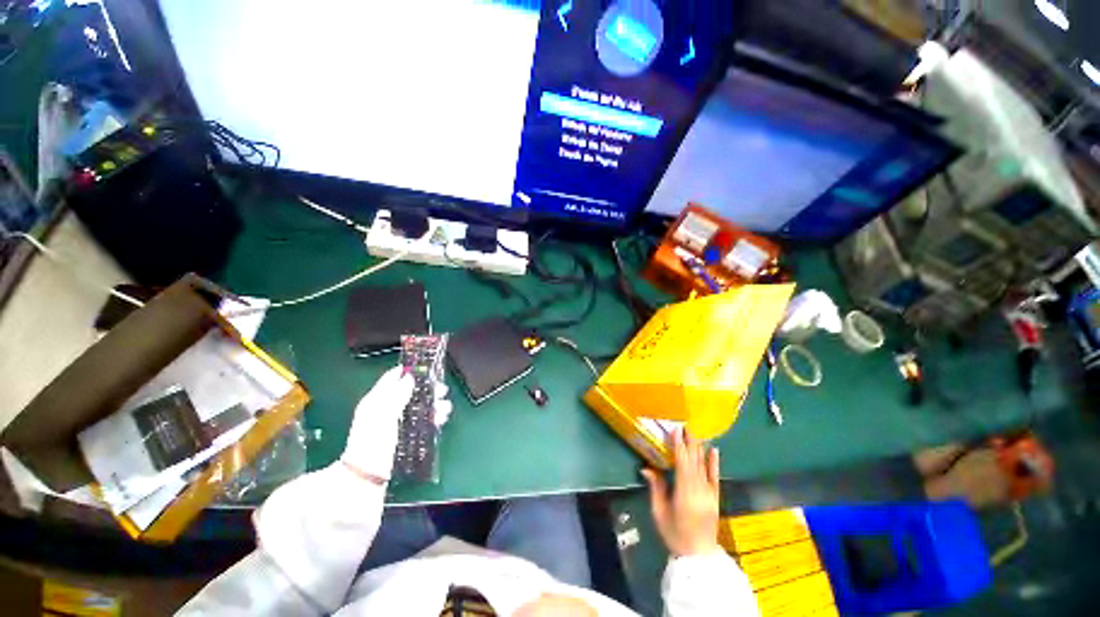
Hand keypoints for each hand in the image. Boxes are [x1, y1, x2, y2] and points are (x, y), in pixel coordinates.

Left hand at [341, 366, 452, 483]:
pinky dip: (434, 417)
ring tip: (445, 406)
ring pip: (420, 405)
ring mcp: (398, 421)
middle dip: (428, 389)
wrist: (369, 475)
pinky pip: (424, 419)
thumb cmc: (372, 442)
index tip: (426, 367)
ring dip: (434, 403)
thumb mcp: (383, 415)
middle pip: (411, 391)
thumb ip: (396, 395)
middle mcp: (388, 408)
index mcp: (377, 400)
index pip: (392, 378)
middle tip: (441, 389)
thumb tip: (410, 376)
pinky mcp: (407, 433)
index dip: (408, 370)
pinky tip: (442, 417)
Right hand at [641, 428, 721, 556]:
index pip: (682, 464)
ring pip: (704, 466)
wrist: (698, 556)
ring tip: (695, 431)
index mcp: (685, 495)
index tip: (676, 430)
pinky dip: (715, 463)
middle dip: (689, 441)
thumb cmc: (674, 534)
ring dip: (699, 447)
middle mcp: (700, 491)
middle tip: (685, 424)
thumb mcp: (659, 513)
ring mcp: (710, 494)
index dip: (679, 446)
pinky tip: (714, 450)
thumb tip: (645, 467)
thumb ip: (655, 488)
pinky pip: (715, 477)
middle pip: (694, 461)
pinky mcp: (716, 498)